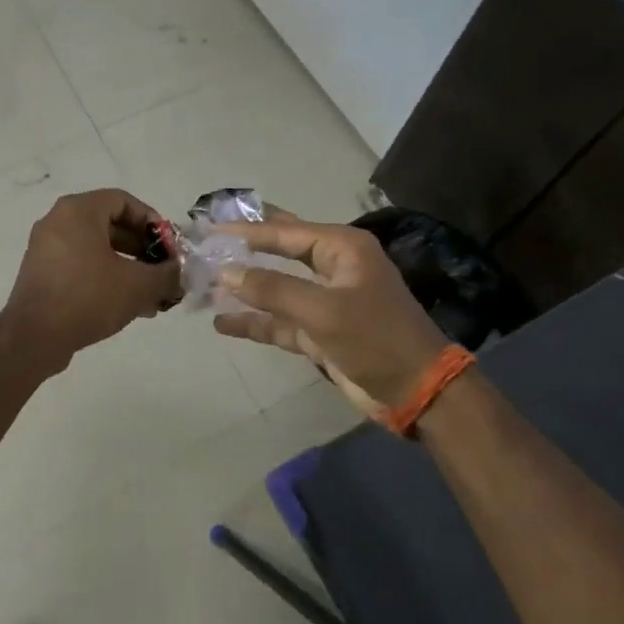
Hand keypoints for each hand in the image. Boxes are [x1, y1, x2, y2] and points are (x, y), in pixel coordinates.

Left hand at [1, 189, 180, 365]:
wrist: (34, 337)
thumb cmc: (88, 297)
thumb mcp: (138, 285)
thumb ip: (167, 274)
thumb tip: (181, 273)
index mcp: (78, 211)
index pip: (123, 201)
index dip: (151, 221)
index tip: (168, 246)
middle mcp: (58, 221)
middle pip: (110, 225)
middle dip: (142, 249)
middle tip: (163, 271)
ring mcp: (46, 248)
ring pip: (97, 249)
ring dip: (127, 267)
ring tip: (151, 295)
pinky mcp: (41, 273)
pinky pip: (80, 265)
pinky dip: (105, 277)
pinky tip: (127, 305)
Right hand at [211, 213, 447, 410]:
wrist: (418, 392)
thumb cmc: (376, 339)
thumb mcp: (323, 310)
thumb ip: (273, 289)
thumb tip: (226, 272)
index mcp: (341, 248)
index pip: (284, 231)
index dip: (245, 231)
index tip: (209, 230)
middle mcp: (332, 267)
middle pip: (279, 251)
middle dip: (245, 249)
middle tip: (207, 241)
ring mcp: (325, 300)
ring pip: (276, 288)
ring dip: (245, 289)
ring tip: (205, 284)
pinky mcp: (319, 331)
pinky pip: (280, 320)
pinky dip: (255, 322)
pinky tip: (223, 323)